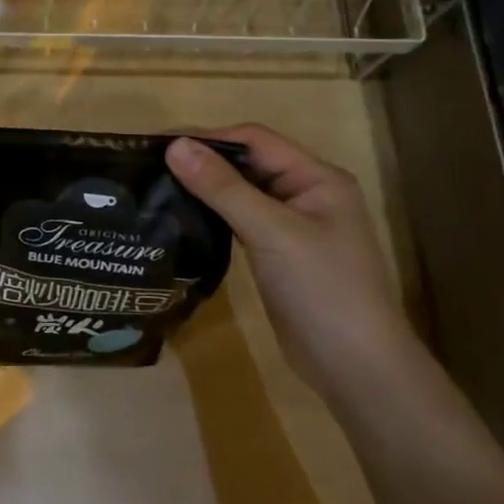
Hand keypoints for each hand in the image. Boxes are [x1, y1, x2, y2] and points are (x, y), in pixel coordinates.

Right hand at [167, 125, 420, 393]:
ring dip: (205, 189)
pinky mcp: (277, 254)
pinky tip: (182, 220)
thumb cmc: (322, 289)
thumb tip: (174, 145)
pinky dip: (213, 216)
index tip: (157, 145)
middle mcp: (306, 194)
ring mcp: (292, 227)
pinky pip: (240, 222)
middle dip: (203, 161)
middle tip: (149, 168)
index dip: (208, 137)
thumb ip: (222, 188)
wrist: (354, 366)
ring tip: (157, 189)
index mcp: (317, 178)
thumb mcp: (271, 232)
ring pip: (242, 193)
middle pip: (248, 164)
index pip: (255, 140)